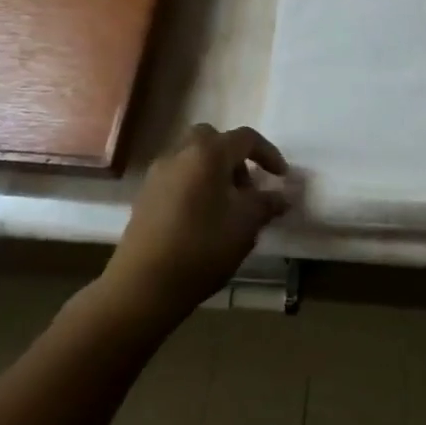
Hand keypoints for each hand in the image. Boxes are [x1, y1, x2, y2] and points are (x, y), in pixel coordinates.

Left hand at [100, 125, 290, 325]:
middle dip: (234, 157)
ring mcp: (158, 174)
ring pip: (192, 157)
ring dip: (213, 171)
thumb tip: (282, 197)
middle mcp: (180, 154)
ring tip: (226, 206)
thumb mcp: (246, 224)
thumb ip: (267, 204)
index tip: (281, 177)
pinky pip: (176, 177)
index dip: (268, 154)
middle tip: (246, 187)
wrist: (143, 286)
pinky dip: (194, 185)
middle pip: (213, 140)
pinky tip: (202, 218)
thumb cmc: (203, 247)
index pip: (246, 138)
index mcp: (209, 153)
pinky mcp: (144, 196)